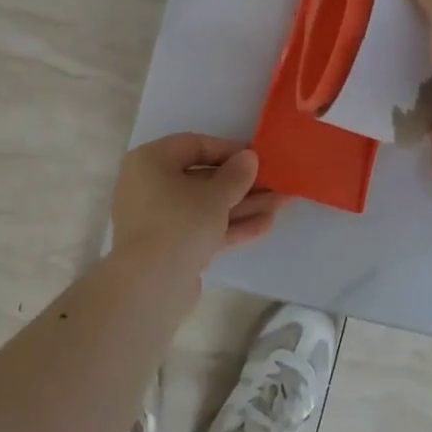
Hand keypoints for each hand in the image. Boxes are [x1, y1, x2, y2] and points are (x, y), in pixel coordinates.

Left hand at [110, 133, 283, 276]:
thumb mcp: (215, 194)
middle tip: (275, 182)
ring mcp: (159, 219)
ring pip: (206, 206)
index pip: (194, 145)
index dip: (229, 149)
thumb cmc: (180, 223)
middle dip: (242, 183)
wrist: (151, 286)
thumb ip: (237, 174)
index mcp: (151, 161)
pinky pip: (203, 229)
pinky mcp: (170, 248)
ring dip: (243, 205)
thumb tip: (248, 157)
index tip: (258, 157)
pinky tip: (265, 225)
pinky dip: (230, 226)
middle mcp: (150, 186)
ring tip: (281, 204)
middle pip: (203, 178)